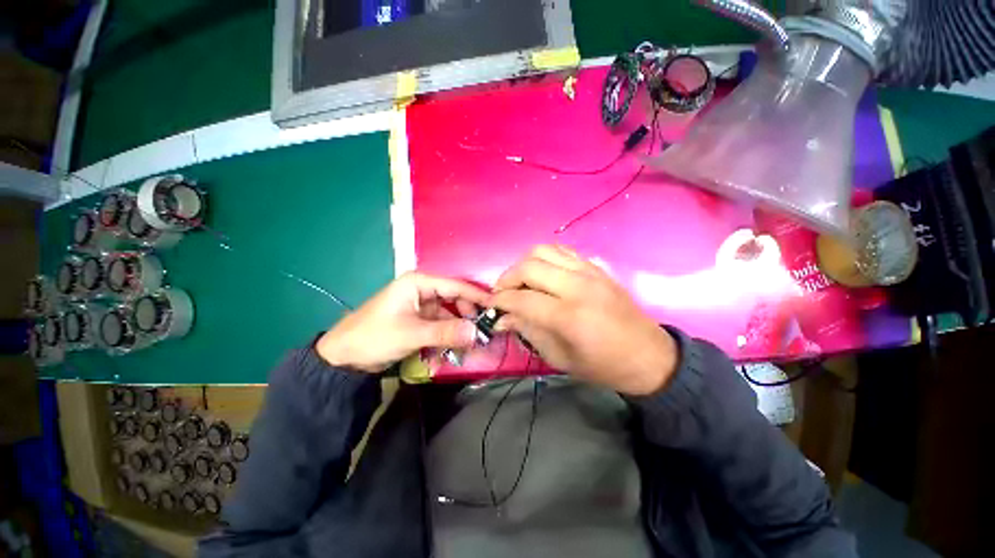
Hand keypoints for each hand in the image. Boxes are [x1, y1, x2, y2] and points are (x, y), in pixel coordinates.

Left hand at [316, 272, 488, 372]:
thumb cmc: (374, 337)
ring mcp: (421, 305)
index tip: (496, 306)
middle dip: (469, 315)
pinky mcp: (419, 319)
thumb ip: (446, 332)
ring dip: (460, 327)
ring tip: (473, 343)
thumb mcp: (412, 334)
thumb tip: (477, 332)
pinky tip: (459, 346)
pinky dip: (450, 334)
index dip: (477, 295)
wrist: (343, 357)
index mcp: (418, 282)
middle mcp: (422, 289)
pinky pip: (441, 324)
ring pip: (450, 313)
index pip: (455, 285)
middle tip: (484, 331)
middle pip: (455, 298)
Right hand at [489, 245, 678, 395]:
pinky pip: (561, 251)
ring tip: (521, 282)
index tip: (490, 305)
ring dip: (524, 264)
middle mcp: (578, 286)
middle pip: (529, 267)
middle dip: (507, 278)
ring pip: (543, 251)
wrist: (648, 355)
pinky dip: (544, 259)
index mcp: (569, 316)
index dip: (500, 300)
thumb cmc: (602, 365)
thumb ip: (528, 331)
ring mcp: (589, 271)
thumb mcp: (560, 358)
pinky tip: (542, 274)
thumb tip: (502, 317)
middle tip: (502, 293)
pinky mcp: (596, 267)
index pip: (522, 298)